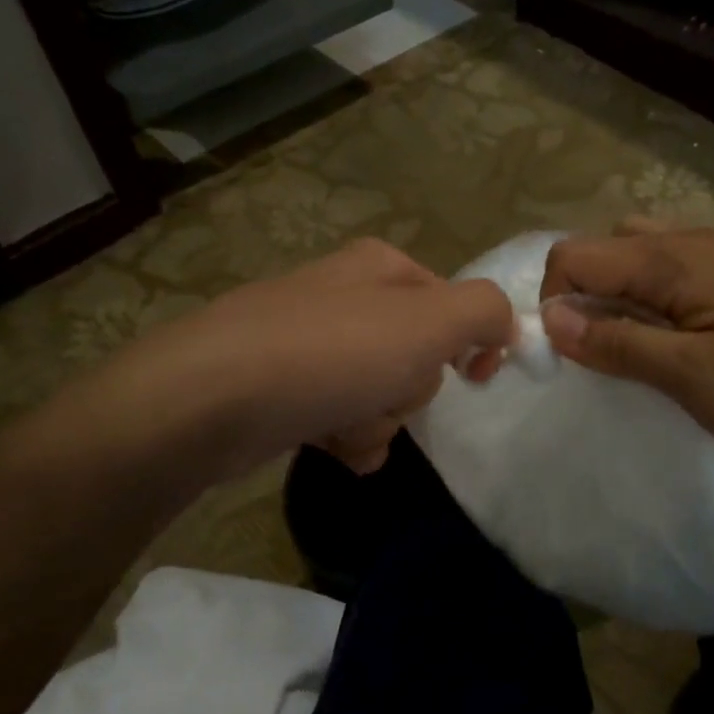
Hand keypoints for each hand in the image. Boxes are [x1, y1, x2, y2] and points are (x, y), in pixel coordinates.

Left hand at [92, 238, 515, 480]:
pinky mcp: (279, 385)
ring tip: (350, 427)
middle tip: (387, 392)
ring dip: (380, 419)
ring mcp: (307, 340)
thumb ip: (485, 311)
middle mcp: (344, 295)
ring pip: (379, 389)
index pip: (454, 302)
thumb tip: (502, 327)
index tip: (477, 375)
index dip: (472, 341)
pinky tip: (332, 445)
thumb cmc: (333, 352)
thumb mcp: (430, 321)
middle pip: (416, 352)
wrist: (211, 398)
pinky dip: (347, 435)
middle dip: (412, 386)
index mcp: (382, 268)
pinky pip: (339, 414)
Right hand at [539, 220, 713, 461]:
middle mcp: (694, 240)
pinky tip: (681, 336)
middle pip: (606, 247)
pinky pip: (678, 268)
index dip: (553, 300)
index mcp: (672, 259)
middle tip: (604, 352)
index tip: (568, 354)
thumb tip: (549, 319)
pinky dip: (656, 296)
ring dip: (621, 295)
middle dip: (584, 295)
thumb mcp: (693, 376)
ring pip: (643, 254)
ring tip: (638, 345)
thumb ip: (618, 343)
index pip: (575, 255)